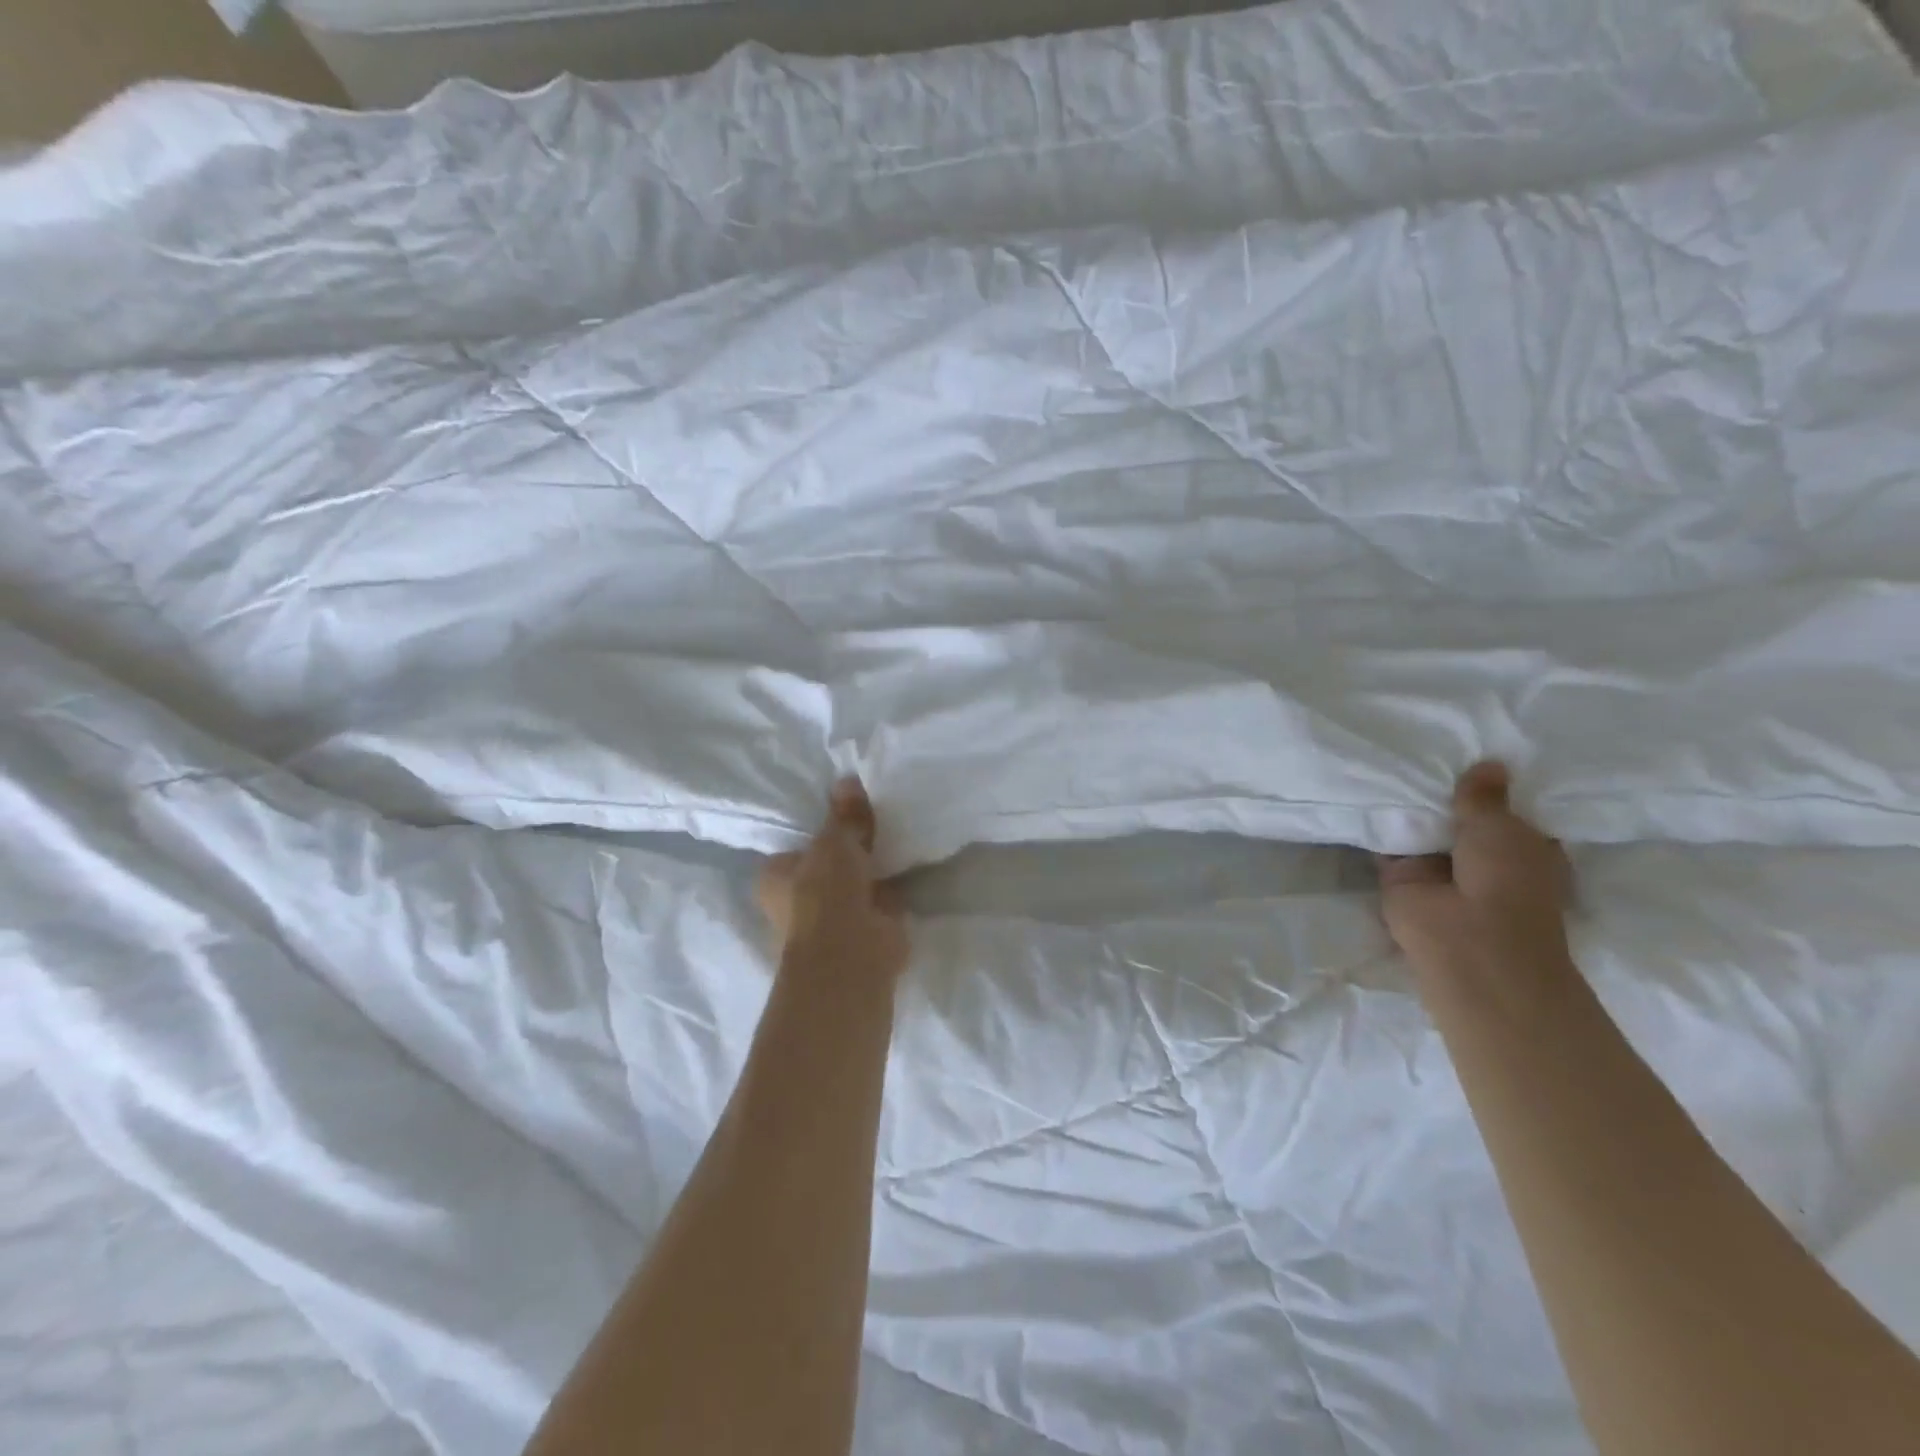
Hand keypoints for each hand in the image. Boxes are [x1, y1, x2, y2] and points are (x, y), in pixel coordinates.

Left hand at [757, 778, 909, 981]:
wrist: (851, 954)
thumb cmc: (826, 893)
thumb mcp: (835, 841)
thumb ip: (845, 814)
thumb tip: (847, 779)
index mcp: (774, 878)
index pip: (794, 849)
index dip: (818, 834)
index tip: (845, 816)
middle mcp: (796, 903)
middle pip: (826, 868)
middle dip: (849, 854)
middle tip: (876, 823)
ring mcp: (831, 922)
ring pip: (853, 886)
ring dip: (871, 872)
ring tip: (895, 838)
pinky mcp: (863, 934)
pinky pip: (878, 902)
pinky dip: (891, 890)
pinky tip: (908, 866)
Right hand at [1378, 762, 1572, 984]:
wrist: (1464, 939)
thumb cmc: (1505, 881)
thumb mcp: (1501, 826)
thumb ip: (1484, 797)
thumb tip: (1490, 763)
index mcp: (1523, 848)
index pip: (1507, 811)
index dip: (1491, 786)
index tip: (1471, 750)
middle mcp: (1482, 857)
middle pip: (1460, 817)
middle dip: (1443, 791)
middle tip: (1422, 746)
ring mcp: (1439, 868)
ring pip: (1421, 828)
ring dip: (1408, 805)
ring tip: (1389, 757)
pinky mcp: (1399, 875)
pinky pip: (1387, 841)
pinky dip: (1378, 821)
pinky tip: (1364, 787)